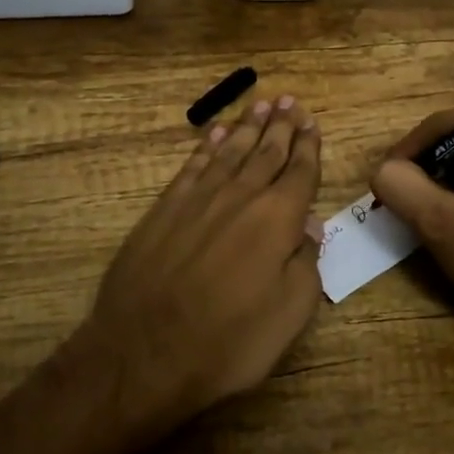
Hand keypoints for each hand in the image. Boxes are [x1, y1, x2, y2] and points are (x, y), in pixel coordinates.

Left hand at [83, 95, 324, 428]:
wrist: (142, 352)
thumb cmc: (227, 342)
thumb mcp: (289, 316)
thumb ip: (306, 264)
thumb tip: (309, 225)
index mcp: (277, 220)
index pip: (300, 172)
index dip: (308, 146)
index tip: (311, 122)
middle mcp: (240, 197)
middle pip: (266, 152)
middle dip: (280, 126)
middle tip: (289, 101)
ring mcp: (198, 199)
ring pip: (230, 151)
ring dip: (247, 127)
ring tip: (259, 104)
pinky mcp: (165, 208)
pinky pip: (192, 166)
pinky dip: (206, 147)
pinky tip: (214, 134)